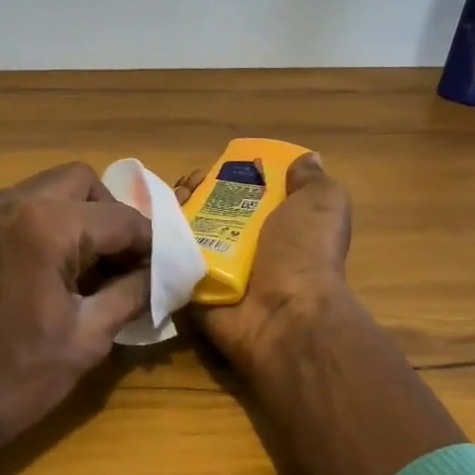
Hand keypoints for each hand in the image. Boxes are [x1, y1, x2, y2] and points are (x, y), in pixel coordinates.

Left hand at [0, 162, 152, 455]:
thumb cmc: (15, 378)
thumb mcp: (87, 337)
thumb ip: (132, 293)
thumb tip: (162, 273)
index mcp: (43, 225)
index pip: (119, 218)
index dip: (149, 242)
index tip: (162, 268)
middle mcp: (7, 202)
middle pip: (80, 183)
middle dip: (109, 215)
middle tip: (120, 262)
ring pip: (44, 191)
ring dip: (74, 218)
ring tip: (83, 270)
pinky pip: (14, 210)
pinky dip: (40, 226)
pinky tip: (45, 272)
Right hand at [175, 153, 353, 369]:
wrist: (284, 314)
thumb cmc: (304, 252)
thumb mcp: (322, 202)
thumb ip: (310, 179)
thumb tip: (305, 160)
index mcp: (274, 223)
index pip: (241, 192)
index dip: (222, 176)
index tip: (207, 170)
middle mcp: (244, 246)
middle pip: (207, 210)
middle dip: (190, 193)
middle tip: (183, 190)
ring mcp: (216, 270)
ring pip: (183, 234)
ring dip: (170, 217)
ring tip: (166, 209)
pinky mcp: (192, 290)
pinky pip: (169, 263)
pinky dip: (157, 247)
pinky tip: (152, 231)